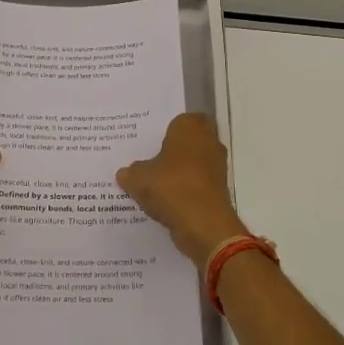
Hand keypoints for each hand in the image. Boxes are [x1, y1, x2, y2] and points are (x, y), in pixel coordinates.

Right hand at [116, 113, 247, 269]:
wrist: (203, 224)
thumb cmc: (171, 186)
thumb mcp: (138, 178)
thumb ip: (131, 172)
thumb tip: (125, 173)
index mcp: (191, 127)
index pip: (180, 120)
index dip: (166, 130)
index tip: (150, 142)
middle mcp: (209, 142)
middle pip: (187, 143)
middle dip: (171, 152)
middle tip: (147, 160)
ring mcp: (216, 167)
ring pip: (192, 165)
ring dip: (178, 173)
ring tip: (153, 184)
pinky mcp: (218, 191)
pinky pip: (196, 185)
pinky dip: (184, 191)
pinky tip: (164, 202)